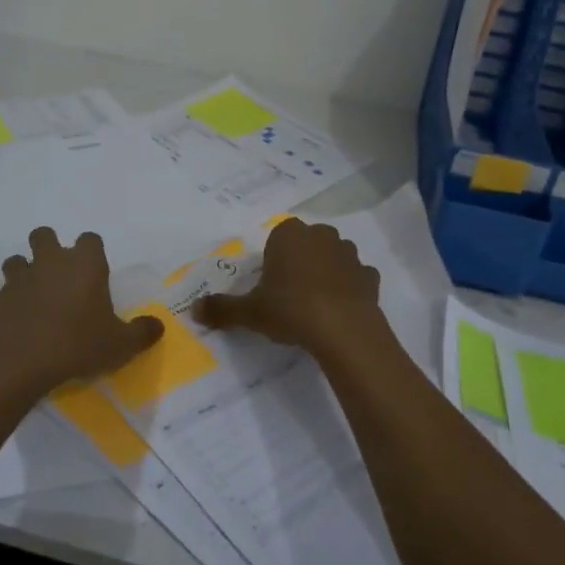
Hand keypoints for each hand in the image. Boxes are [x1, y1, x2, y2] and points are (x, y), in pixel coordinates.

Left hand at [0, 228, 163, 393]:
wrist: (22, 361)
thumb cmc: (78, 344)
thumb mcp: (121, 345)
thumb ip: (142, 332)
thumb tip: (157, 326)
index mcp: (85, 264)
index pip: (90, 239)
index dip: (92, 252)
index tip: (95, 272)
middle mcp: (51, 261)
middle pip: (44, 235)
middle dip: (50, 248)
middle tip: (60, 276)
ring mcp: (21, 278)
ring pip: (18, 259)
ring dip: (25, 270)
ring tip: (36, 295)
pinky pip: (5, 290)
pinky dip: (12, 300)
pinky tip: (20, 320)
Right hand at [194, 218, 381, 356]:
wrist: (343, 330)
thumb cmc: (291, 309)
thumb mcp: (250, 312)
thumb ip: (222, 309)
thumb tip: (194, 310)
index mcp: (290, 235)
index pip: (279, 235)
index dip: (274, 258)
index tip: (270, 283)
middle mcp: (322, 236)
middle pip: (308, 243)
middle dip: (301, 260)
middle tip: (290, 293)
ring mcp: (350, 254)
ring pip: (334, 257)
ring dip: (327, 271)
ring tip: (315, 302)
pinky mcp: (370, 276)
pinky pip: (356, 277)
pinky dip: (349, 288)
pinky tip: (340, 309)